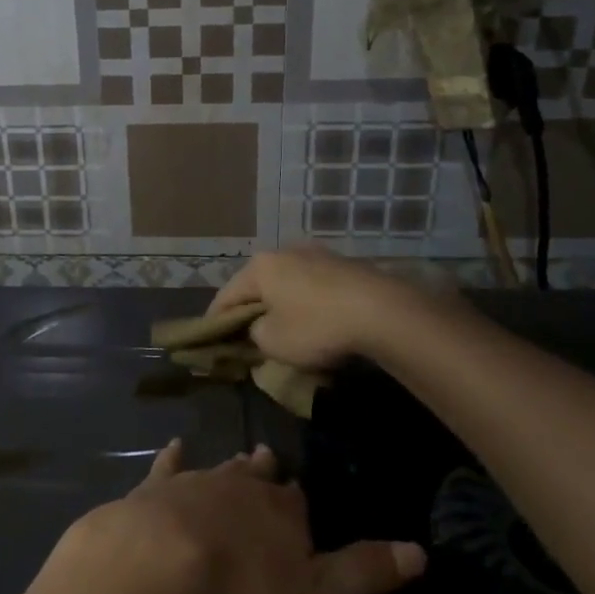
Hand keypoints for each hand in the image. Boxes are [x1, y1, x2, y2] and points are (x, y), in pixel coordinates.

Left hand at [55, 440, 424, 593]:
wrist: (164, 558)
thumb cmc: (244, 584)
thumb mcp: (316, 593)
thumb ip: (363, 571)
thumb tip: (421, 550)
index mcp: (283, 510)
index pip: (299, 500)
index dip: (301, 501)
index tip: (302, 496)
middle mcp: (243, 484)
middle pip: (260, 476)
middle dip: (267, 471)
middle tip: (270, 460)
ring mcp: (198, 481)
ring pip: (222, 468)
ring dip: (233, 466)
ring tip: (243, 457)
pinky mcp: (158, 487)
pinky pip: (169, 466)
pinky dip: (174, 458)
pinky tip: (175, 446)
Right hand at [209, 246, 467, 370]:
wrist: (382, 312)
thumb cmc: (317, 326)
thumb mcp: (274, 342)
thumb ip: (255, 334)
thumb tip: (259, 328)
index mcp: (260, 267)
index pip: (226, 295)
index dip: (216, 320)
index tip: (211, 339)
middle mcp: (284, 251)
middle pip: (257, 285)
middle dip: (251, 310)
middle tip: (248, 335)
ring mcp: (317, 254)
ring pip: (287, 283)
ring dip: (281, 304)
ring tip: (284, 328)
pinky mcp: (344, 265)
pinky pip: (314, 286)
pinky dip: (308, 303)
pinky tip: (316, 321)